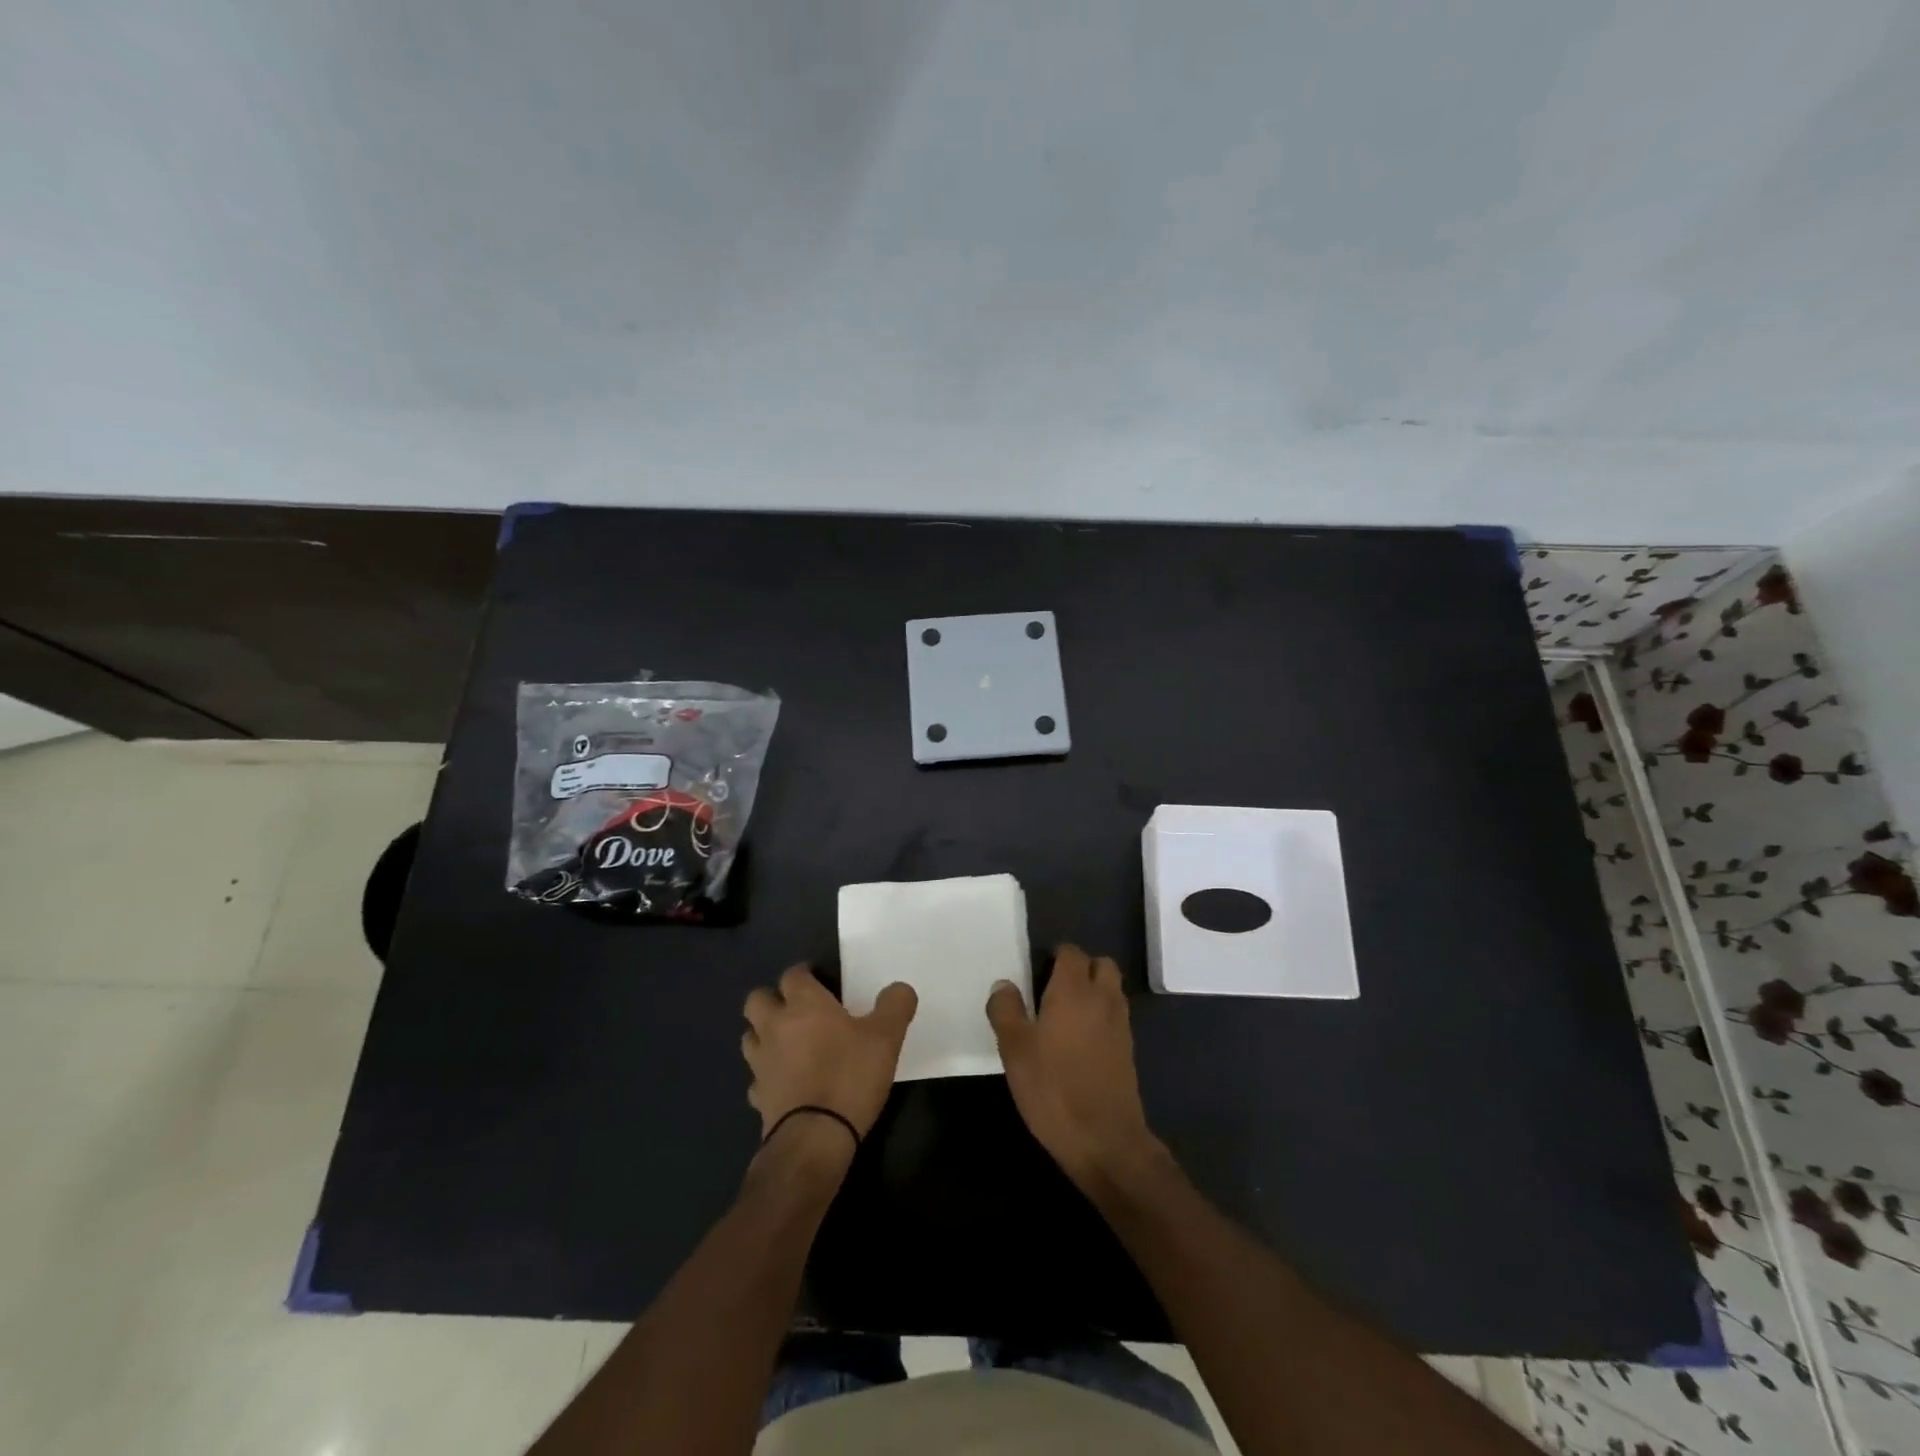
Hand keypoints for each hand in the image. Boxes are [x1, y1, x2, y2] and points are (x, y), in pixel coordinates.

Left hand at [743, 965, 917, 1141]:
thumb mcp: (886, 1038)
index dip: (804, 974)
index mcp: (804, 1004)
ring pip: (750, 1036)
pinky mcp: (758, 1096)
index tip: (819, 979)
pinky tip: (786, 1083)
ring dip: (764, 1035)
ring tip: (787, 1043)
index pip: (792, 974)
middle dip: (772, 999)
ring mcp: (761, 1063)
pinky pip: (756, 1078)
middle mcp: (775, 1026)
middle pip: (757, 1000)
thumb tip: (899, 989)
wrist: (814, 1138)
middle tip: (797, 1009)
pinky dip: (767, 1076)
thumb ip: (895, 1006)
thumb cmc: (849, 1076)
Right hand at [987, 944, 1159, 1188]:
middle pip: (1101, 965)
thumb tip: (1003, 984)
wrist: (1105, 1140)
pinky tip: (1079, 1042)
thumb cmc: (1053, 1088)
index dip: (1055, 955)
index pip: (1072, 953)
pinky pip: (1115, 1017)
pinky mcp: (1128, 1051)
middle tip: (1053, 988)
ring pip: (1111, 990)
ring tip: (1064, 1014)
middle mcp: (1103, 999)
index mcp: (1074, 990)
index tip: (1036, 971)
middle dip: (1081, 968)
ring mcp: (1120, 1025)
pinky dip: (1101, 1016)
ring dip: (1094, 991)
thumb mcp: (1015, 1049)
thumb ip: (1006, 1010)